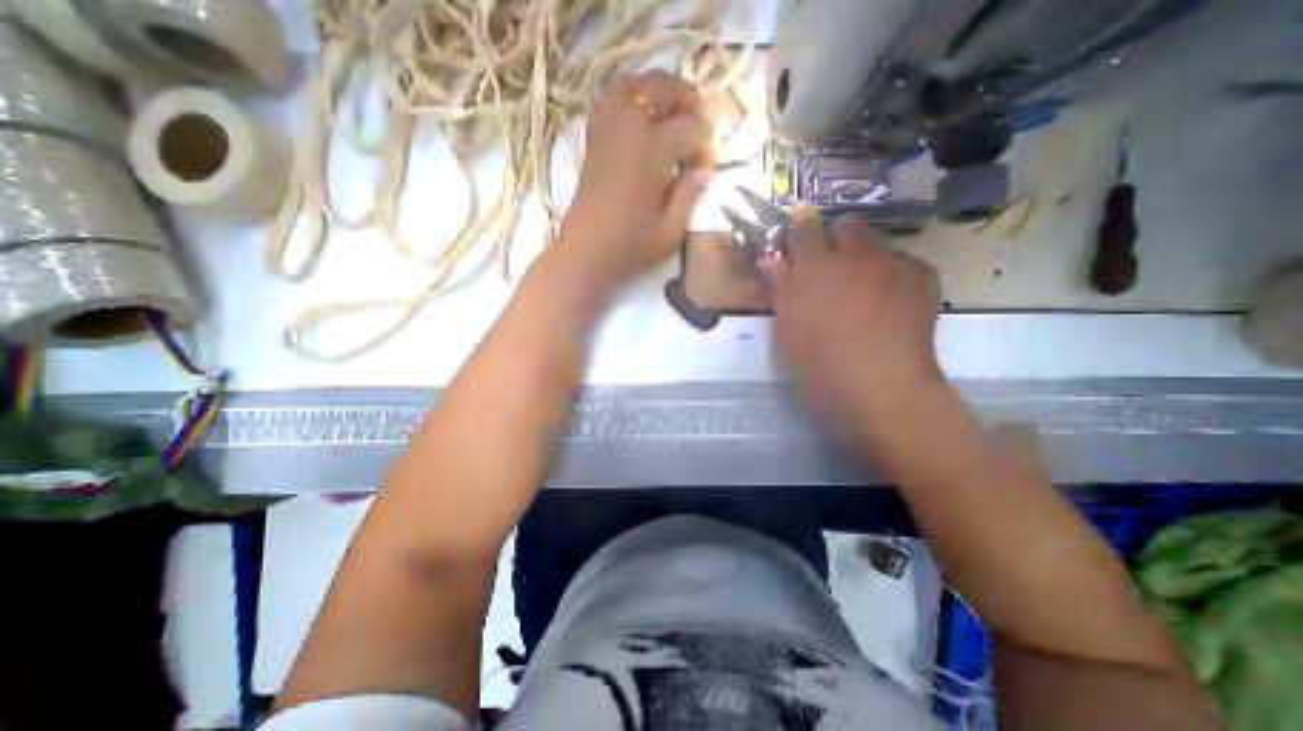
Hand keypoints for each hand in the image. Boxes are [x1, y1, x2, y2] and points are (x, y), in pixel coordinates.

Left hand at [549, 70, 711, 294]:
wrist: (584, 255)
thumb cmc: (629, 249)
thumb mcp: (670, 232)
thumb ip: (689, 195)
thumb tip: (704, 169)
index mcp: (649, 154)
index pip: (687, 128)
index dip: (703, 144)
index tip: (704, 168)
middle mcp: (626, 131)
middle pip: (659, 88)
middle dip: (685, 99)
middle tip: (697, 125)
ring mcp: (605, 133)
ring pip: (632, 85)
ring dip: (656, 92)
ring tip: (671, 116)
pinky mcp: (593, 142)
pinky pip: (611, 101)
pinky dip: (631, 101)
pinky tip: (642, 124)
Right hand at [765, 211, 943, 435]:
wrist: (881, 389)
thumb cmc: (820, 365)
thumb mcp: (788, 330)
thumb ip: (779, 289)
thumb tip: (768, 258)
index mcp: (814, 269)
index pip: (804, 227)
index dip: (800, 222)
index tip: (798, 223)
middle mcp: (854, 257)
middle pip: (848, 226)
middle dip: (838, 238)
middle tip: (832, 268)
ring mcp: (892, 266)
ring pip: (878, 246)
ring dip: (867, 259)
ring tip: (866, 293)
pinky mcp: (922, 279)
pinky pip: (905, 263)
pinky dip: (895, 276)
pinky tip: (893, 303)